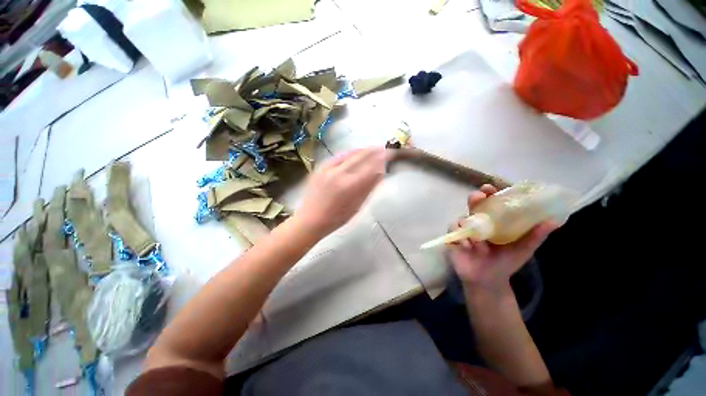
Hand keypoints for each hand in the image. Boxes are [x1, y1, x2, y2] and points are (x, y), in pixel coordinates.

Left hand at [295, 147, 386, 237]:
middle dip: (374, 150)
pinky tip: (355, 153)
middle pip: (361, 156)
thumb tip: (380, 172)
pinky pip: (338, 156)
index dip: (382, 158)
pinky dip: (349, 153)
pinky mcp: (320, 168)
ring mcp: (327, 169)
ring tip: (372, 149)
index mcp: (350, 186)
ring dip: (363, 150)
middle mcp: (339, 173)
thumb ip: (368, 187)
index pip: (371, 167)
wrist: (310, 220)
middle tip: (384, 148)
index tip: (390, 154)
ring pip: (349, 154)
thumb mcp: (357, 206)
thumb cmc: (336, 218)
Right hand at [449, 184, 557, 291]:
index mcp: (493, 221)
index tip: (490, 188)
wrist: (489, 280)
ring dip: (469, 224)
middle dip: (474, 199)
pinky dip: (461, 237)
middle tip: (478, 197)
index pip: (490, 202)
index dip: (488, 193)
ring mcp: (464, 230)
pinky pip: (453, 232)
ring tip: (480, 241)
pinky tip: (469, 246)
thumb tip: (554, 221)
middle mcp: (477, 222)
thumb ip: (535, 235)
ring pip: (462, 218)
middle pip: (472, 205)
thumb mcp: (523, 248)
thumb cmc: (505, 262)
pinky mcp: (454, 239)